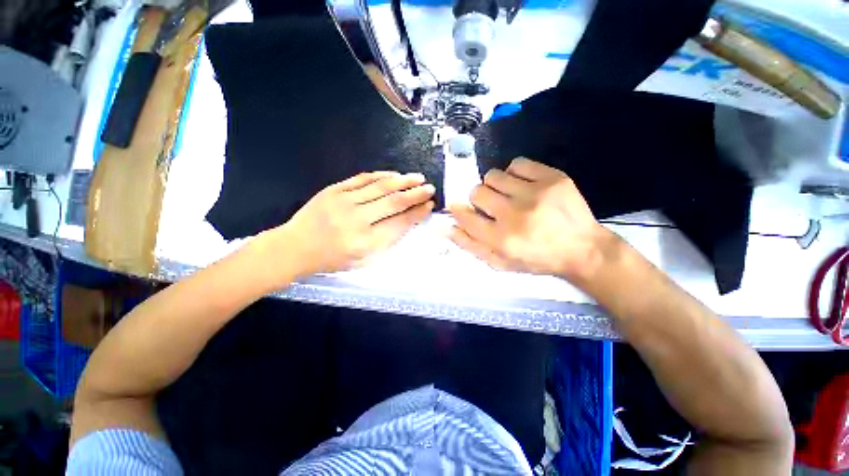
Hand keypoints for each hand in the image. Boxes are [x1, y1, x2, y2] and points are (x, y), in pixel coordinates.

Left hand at [275, 171, 434, 275]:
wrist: (295, 248)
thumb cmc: (332, 259)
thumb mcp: (363, 260)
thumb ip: (387, 241)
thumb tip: (408, 220)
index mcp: (365, 243)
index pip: (399, 223)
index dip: (417, 213)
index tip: (429, 206)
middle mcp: (356, 220)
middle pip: (393, 202)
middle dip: (415, 194)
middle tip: (429, 189)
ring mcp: (344, 202)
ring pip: (380, 187)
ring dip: (403, 181)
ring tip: (418, 178)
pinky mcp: (334, 190)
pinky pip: (362, 179)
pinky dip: (381, 176)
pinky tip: (394, 175)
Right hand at [449, 158, 613, 281]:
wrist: (583, 249)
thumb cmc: (536, 259)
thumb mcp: (500, 263)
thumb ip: (471, 245)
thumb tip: (447, 227)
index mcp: (501, 240)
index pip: (466, 217)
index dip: (459, 211)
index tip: (460, 208)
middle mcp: (515, 215)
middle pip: (477, 192)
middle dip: (480, 199)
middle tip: (493, 206)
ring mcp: (535, 193)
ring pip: (493, 175)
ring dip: (495, 186)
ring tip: (509, 195)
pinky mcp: (553, 178)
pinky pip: (517, 164)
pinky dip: (514, 174)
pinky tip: (523, 186)